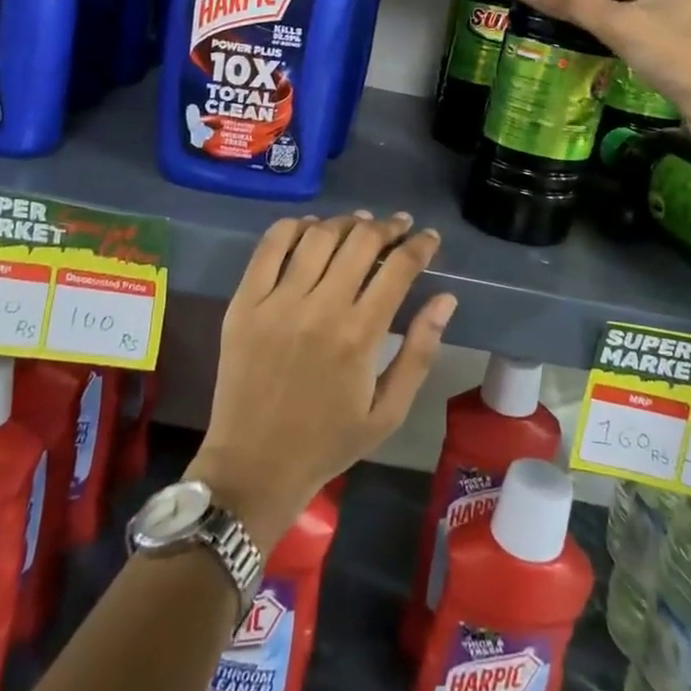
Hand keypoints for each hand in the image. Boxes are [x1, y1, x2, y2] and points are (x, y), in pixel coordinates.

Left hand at [187, 212, 455, 551]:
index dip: (420, 245)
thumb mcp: (388, 411)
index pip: (399, 268)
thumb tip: (446, 299)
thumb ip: (420, 352)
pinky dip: (294, 227)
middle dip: (388, 227)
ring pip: (318, 237)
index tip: (430, 238)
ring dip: (346, 223)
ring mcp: (277, 302)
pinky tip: (310, 227)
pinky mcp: (244, 303)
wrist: (253, 467)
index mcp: (360, 336)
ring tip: (360, 225)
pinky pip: (270, 247)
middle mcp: (320, 309)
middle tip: (398, 226)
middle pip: (361, 242)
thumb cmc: (328, 442)